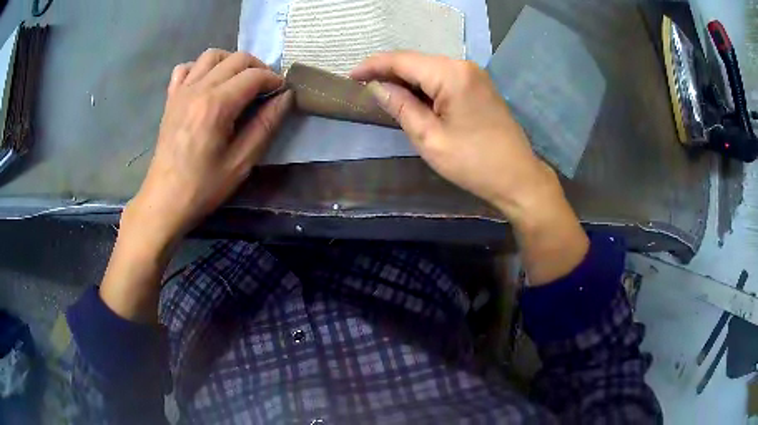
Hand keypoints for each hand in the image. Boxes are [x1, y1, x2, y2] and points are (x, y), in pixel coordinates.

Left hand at [100, 50, 291, 322]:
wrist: (164, 200)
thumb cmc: (203, 187)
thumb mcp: (241, 162)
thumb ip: (266, 125)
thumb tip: (286, 98)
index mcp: (217, 104)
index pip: (254, 75)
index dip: (274, 80)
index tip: (282, 93)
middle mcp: (198, 88)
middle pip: (236, 59)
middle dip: (258, 68)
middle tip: (266, 88)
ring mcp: (181, 91)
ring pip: (211, 56)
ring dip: (231, 62)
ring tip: (239, 81)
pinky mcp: (171, 99)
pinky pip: (186, 68)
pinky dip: (201, 68)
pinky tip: (208, 83)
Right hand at [352, 52, 587, 283]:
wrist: (518, 177)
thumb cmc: (473, 163)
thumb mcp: (430, 138)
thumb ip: (401, 107)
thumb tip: (377, 87)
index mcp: (451, 74)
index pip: (402, 60)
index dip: (373, 66)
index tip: (350, 76)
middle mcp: (463, 65)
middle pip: (416, 61)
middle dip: (387, 72)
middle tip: (363, 87)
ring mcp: (474, 74)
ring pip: (428, 68)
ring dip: (405, 79)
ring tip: (381, 93)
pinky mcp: (478, 85)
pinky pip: (443, 77)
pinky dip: (423, 85)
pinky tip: (410, 96)